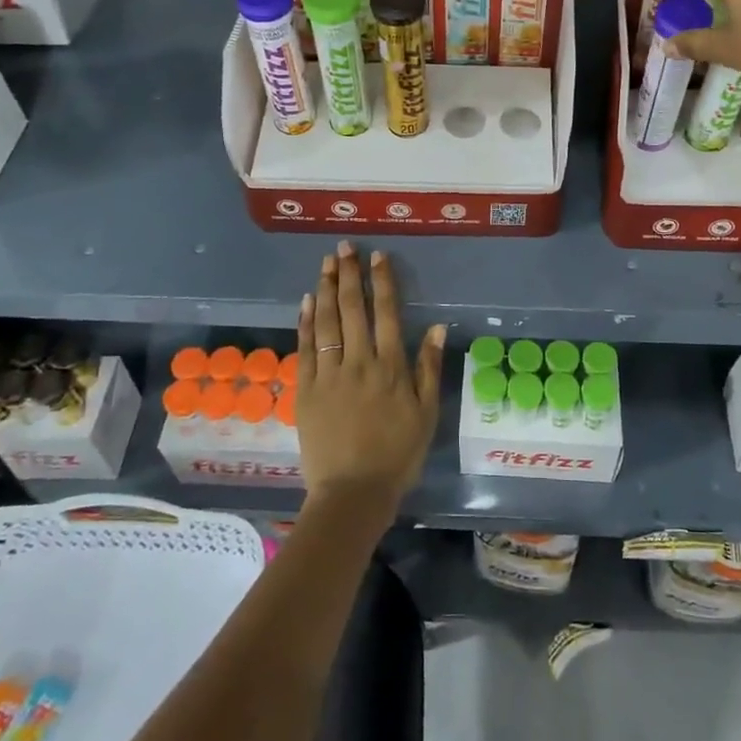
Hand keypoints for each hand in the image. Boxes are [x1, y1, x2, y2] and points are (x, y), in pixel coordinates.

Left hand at [295, 241, 444, 517]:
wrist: (353, 493)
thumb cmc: (397, 454)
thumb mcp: (426, 414)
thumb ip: (429, 368)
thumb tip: (435, 326)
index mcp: (390, 366)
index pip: (385, 313)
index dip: (381, 282)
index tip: (377, 257)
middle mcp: (359, 362)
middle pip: (352, 309)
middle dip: (348, 275)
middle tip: (344, 247)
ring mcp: (328, 375)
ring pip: (326, 322)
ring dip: (326, 289)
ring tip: (326, 264)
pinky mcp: (306, 390)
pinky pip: (305, 348)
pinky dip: (305, 322)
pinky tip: (306, 301)